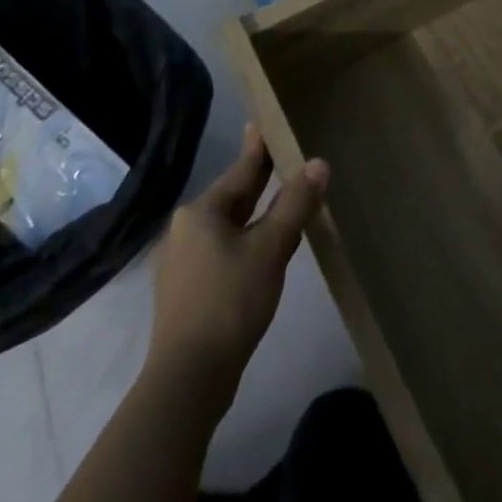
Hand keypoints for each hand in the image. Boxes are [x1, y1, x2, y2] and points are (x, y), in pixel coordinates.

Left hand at [145, 124, 328, 400]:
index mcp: (201, 211)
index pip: (242, 170)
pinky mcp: (187, 291)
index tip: (267, 121)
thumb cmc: (229, 302)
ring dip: (257, 214)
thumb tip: (319, 163)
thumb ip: (295, 204)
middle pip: (233, 196)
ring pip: (229, 225)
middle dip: (260, 180)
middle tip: (284, 155)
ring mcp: (182, 262)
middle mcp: (185, 229)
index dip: (260, 147)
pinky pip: (223, 250)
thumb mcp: (271, 248)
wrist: (188, 380)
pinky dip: (247, 240)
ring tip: (284, 200)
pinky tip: (267, 248)